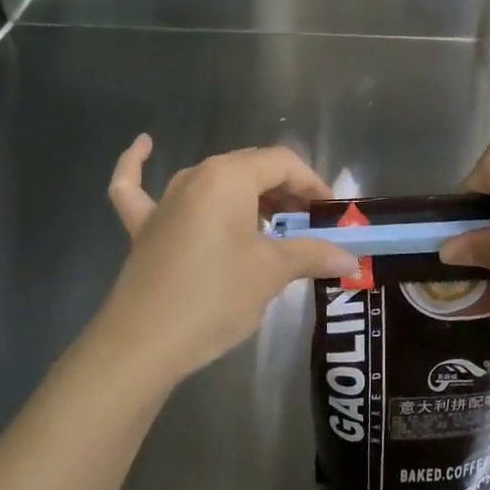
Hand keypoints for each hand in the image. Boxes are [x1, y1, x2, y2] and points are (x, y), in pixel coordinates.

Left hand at [100, 135, 357, 384]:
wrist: (143, 344)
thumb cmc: (215, 298)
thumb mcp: (271, 273)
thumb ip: (313, 255)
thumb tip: (351, 260)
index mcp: (229, 177)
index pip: (282, 163)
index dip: (312, 185)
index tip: (331, 216)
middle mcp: (196, 176)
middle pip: (250, 168)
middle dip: (285, 192)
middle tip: (309, 228)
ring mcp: (165, 199)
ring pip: (213, 181)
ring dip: (245, 194)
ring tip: (270, 220)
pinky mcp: (143, 225)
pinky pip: (138, 187)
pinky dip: (140, 166)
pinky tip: (144, 145)